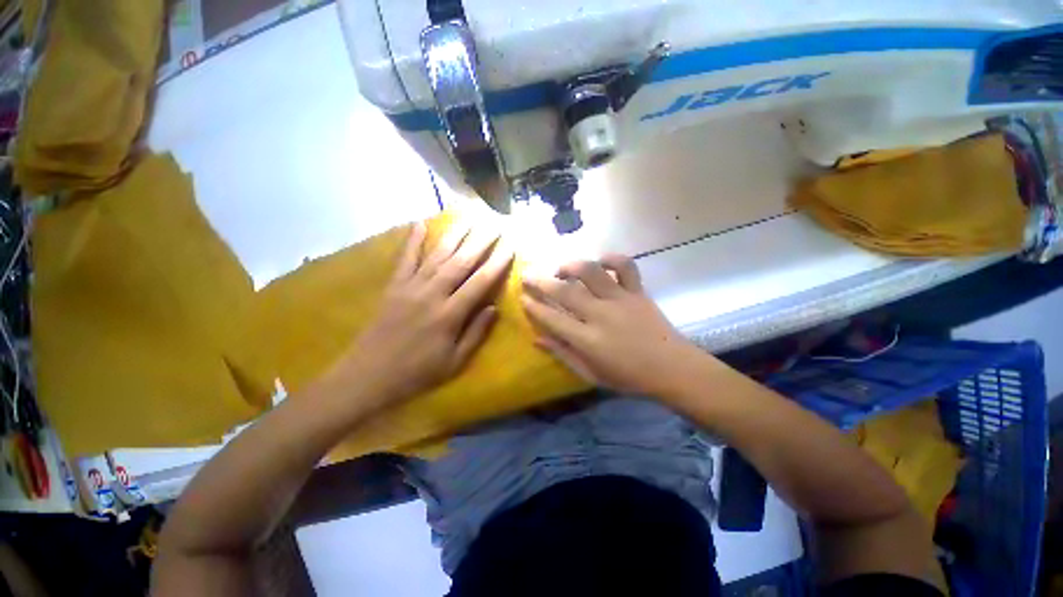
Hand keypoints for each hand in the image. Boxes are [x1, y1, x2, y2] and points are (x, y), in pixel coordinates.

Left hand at [335, 221, 513, 407]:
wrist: (369, 375)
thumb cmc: (417, 372)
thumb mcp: (455, 361)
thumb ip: (476, 333)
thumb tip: (493, 307)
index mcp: (450, 315)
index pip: (480, 282)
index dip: (497, 263)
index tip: (510, 247)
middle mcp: (432, 294)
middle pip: (461, 262)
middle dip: (480, 241)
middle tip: (494, 224)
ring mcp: (411, 287)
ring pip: (437, 255)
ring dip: (455, 234)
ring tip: (468, 217)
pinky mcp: (394, 286)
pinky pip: (405, 258)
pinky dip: (413, 240)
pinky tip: (420, 223)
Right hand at [522, 254, 705, 397]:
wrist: (672, 369)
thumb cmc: (629, 377)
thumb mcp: (591, 374)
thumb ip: (563, 355)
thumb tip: (537, 340)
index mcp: (588, 340)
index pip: (553, 318)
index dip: (534, 307)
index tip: (522, 297)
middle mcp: (601, 315)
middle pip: (566, 292)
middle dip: (541, 281)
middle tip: (527, 275)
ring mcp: (621, 300)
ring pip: (591, 272)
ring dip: (571, 266)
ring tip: (561, 269)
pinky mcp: (638, 292)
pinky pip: (626, 266)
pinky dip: (612, 258)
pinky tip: (600, 262)